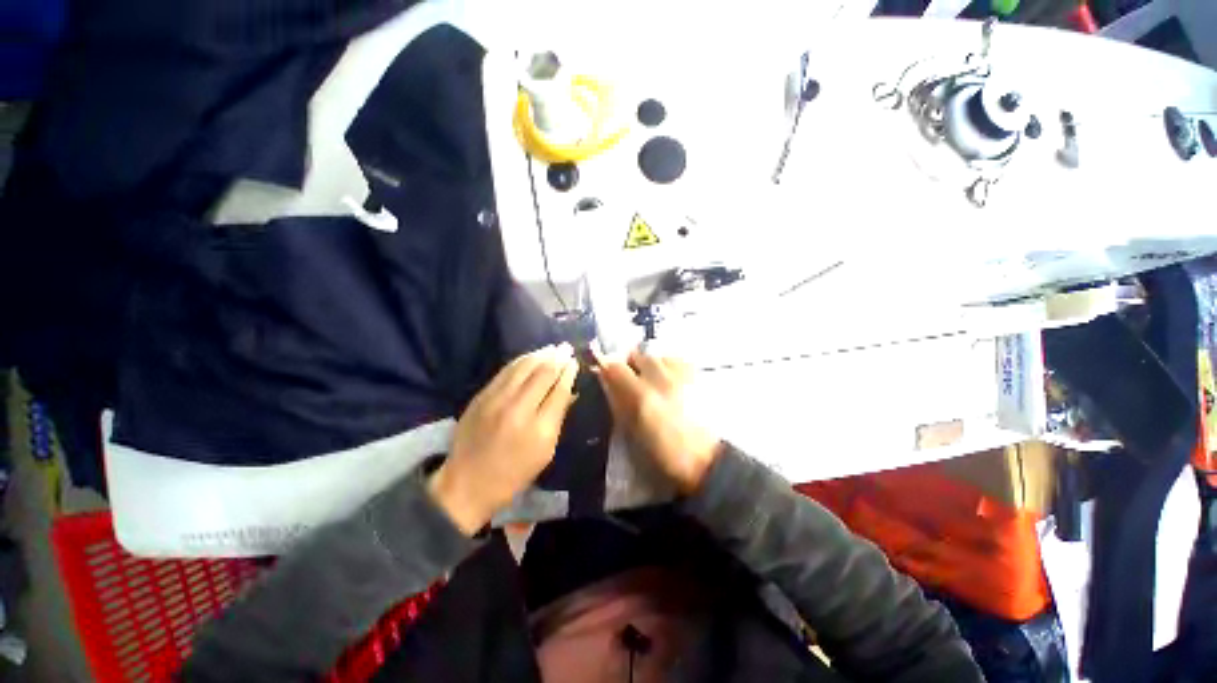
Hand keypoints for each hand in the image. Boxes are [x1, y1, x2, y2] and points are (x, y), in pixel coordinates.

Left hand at [429, 344, 578, 534]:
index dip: (568, 373)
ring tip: (552, 348)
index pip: (559, 390)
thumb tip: (570, 391)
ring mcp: (496, 400)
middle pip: (542, 374)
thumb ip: (558, 418)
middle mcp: (518, 409)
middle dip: (558, 358)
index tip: (575, 362)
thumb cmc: (514, 473)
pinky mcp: (481, 396)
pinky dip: (521, 360)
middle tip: (567, 347)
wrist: (466, 483)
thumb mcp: (546, 452)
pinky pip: (506, 371)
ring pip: (523, 367)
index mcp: (539, 428)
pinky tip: (530, 356)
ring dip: (540, 354)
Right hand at [595, 348, 722, 493]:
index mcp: (641, 397)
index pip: (614, 367)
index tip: (606, 377)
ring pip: (658, 355)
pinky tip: (671, 380)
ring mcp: (682, 376)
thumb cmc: (663, 455)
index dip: (606, 369)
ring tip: (652, 380)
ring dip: (650, 364)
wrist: (706, 462)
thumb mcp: (632, 433)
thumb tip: (607, 384)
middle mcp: (660, 379)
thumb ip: (618, 405)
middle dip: (629, 364)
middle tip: (630, 380)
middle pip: (637, 354)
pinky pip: (678, 360)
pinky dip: (669, 365)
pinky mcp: (698, 377)